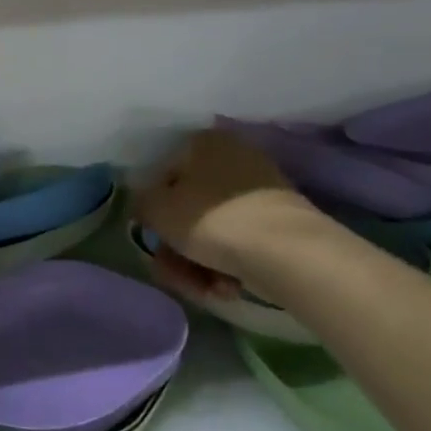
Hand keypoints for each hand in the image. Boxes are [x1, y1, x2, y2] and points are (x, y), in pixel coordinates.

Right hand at [131, 127, 322, 303]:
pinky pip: (238, 242)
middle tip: (174, 273)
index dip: (152, 209)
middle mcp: (233, 158)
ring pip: (210, 230)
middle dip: (175, 248)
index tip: (152, 236)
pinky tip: (227, 287)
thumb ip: (141, 202)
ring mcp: (260, 191)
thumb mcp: (156, 209)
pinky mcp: (279, 223)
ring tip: (204, 289)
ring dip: (197, 264)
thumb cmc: (212, 220)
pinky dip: (226, 265)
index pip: (162, 174)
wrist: (289, 254)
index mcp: (203, 142)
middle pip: (186, 208)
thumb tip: (146, 207)